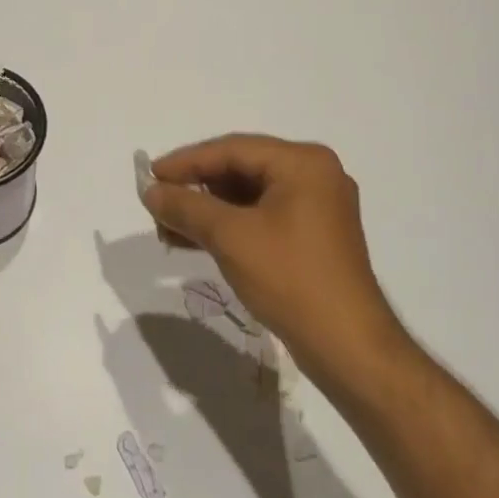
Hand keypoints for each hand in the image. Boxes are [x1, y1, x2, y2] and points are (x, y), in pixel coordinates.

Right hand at [142, 135, 400, 377]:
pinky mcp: (313, 236)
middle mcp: (314, 175)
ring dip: (208, 210)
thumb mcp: (231, 237)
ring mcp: (317, 207)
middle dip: (196, 188)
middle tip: (157, 201)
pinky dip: (230, 227)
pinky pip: (262, 218)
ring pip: (249, 196)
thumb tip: (150, 191)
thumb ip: (187, 207)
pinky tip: (194, 240)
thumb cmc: (291, 279)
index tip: (150, 175)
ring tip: (166, 226)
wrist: (348, 348)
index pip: (233, 149)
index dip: (187, 161)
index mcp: (304, 162)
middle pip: (242, 170)